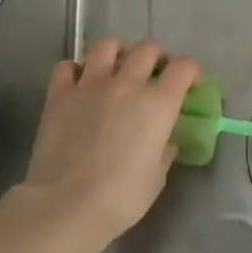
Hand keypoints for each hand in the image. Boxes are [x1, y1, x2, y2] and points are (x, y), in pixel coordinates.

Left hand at [12, 38, 201, 252]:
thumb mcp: (157, 178)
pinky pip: (66, 66)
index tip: (191, 85)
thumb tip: (165, 139)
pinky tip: (79, 85)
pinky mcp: (59, 95)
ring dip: (117, 53)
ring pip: (106, 45)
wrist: (67, 207)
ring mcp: (90, 85)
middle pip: (148, 49)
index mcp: (158, 105)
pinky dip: (75, 70)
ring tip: (116, 70)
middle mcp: (127, 85)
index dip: (192, 72)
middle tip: (154, 74)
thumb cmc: (121, 198)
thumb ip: (164, 150)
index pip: (184, 67)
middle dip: (157, 57)